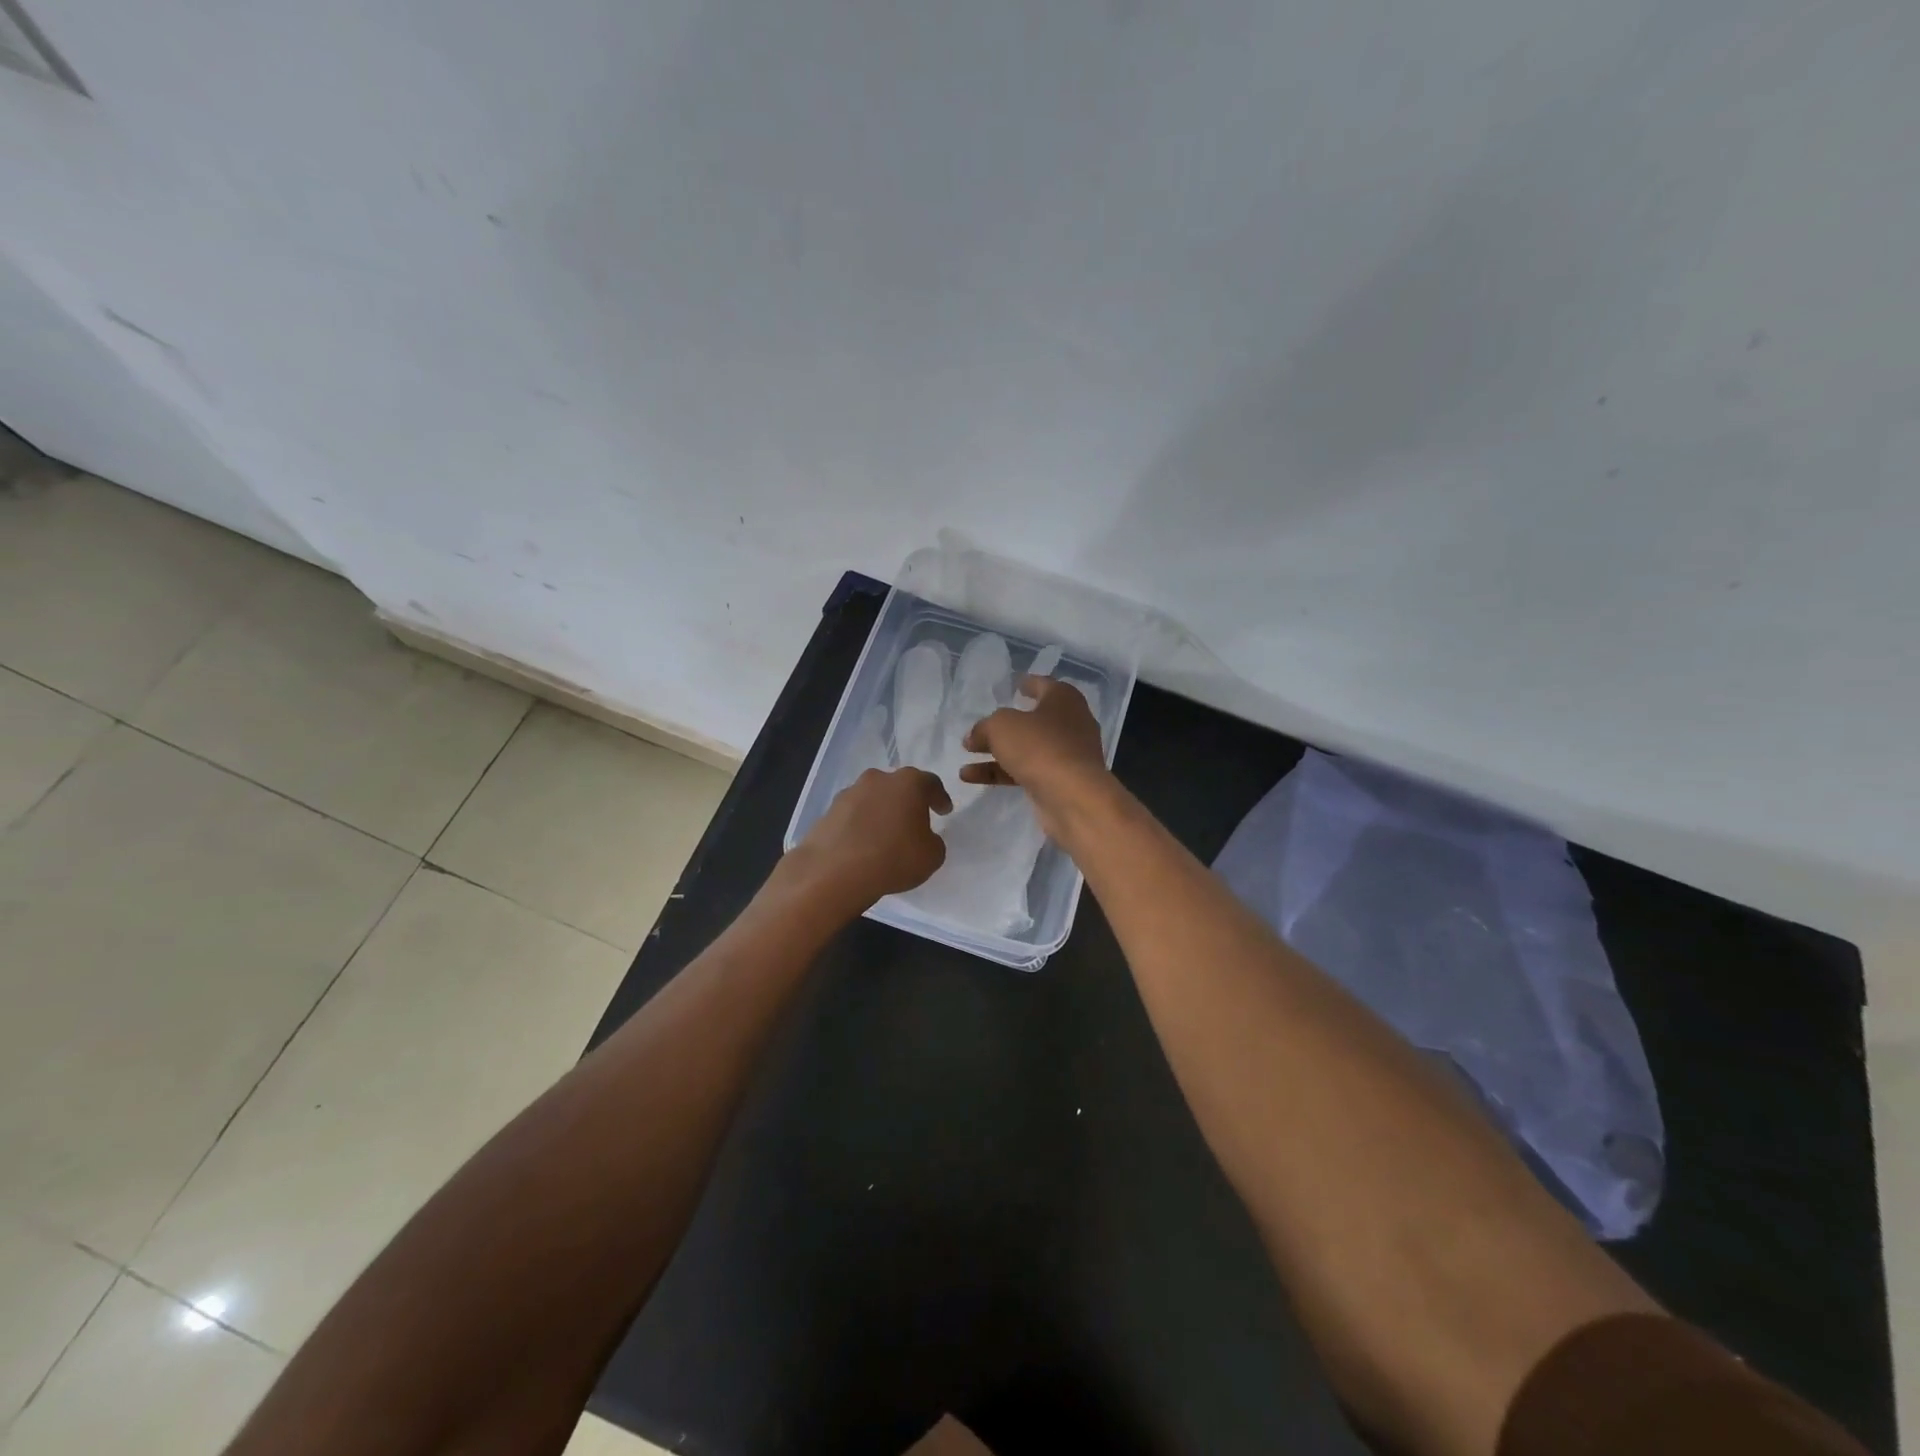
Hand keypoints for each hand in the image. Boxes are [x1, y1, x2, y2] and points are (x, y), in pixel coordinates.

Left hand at [790, 766, 951, 910]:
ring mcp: (849, 793)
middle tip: (914, 820)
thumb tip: (924, 838)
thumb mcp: (932, 856)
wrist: (835, 872)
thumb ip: (933, 842)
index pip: (931, 784)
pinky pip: (853, 815)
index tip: (944, 811)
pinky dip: (860, 825)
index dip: (939, 798)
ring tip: (885, 835)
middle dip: (907, 801)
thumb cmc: (894, 858)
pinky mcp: (828, 811)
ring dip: (881, 812)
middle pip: (898, 786)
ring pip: (873, 798)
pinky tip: (863, 844)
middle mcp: (878, 779)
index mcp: (908, 783)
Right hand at [960, 677, 1109, 838]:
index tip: (1013, 684)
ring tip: (965, 753)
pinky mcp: (1059, 782)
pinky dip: (1000, 772)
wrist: (1073, 797)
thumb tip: (974, 736)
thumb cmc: (1039, 746)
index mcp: (1063, 699)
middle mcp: (1070, 724)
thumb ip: (984, 727)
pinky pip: (1025, 771)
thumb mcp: (1001, 726)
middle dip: (1005, 724)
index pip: (1043, 685)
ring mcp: (1066, 755)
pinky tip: (970, 777)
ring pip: (1026, 748)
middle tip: (981, 725)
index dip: (1026, 683)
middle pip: (1033, 719)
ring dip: (996, 751)